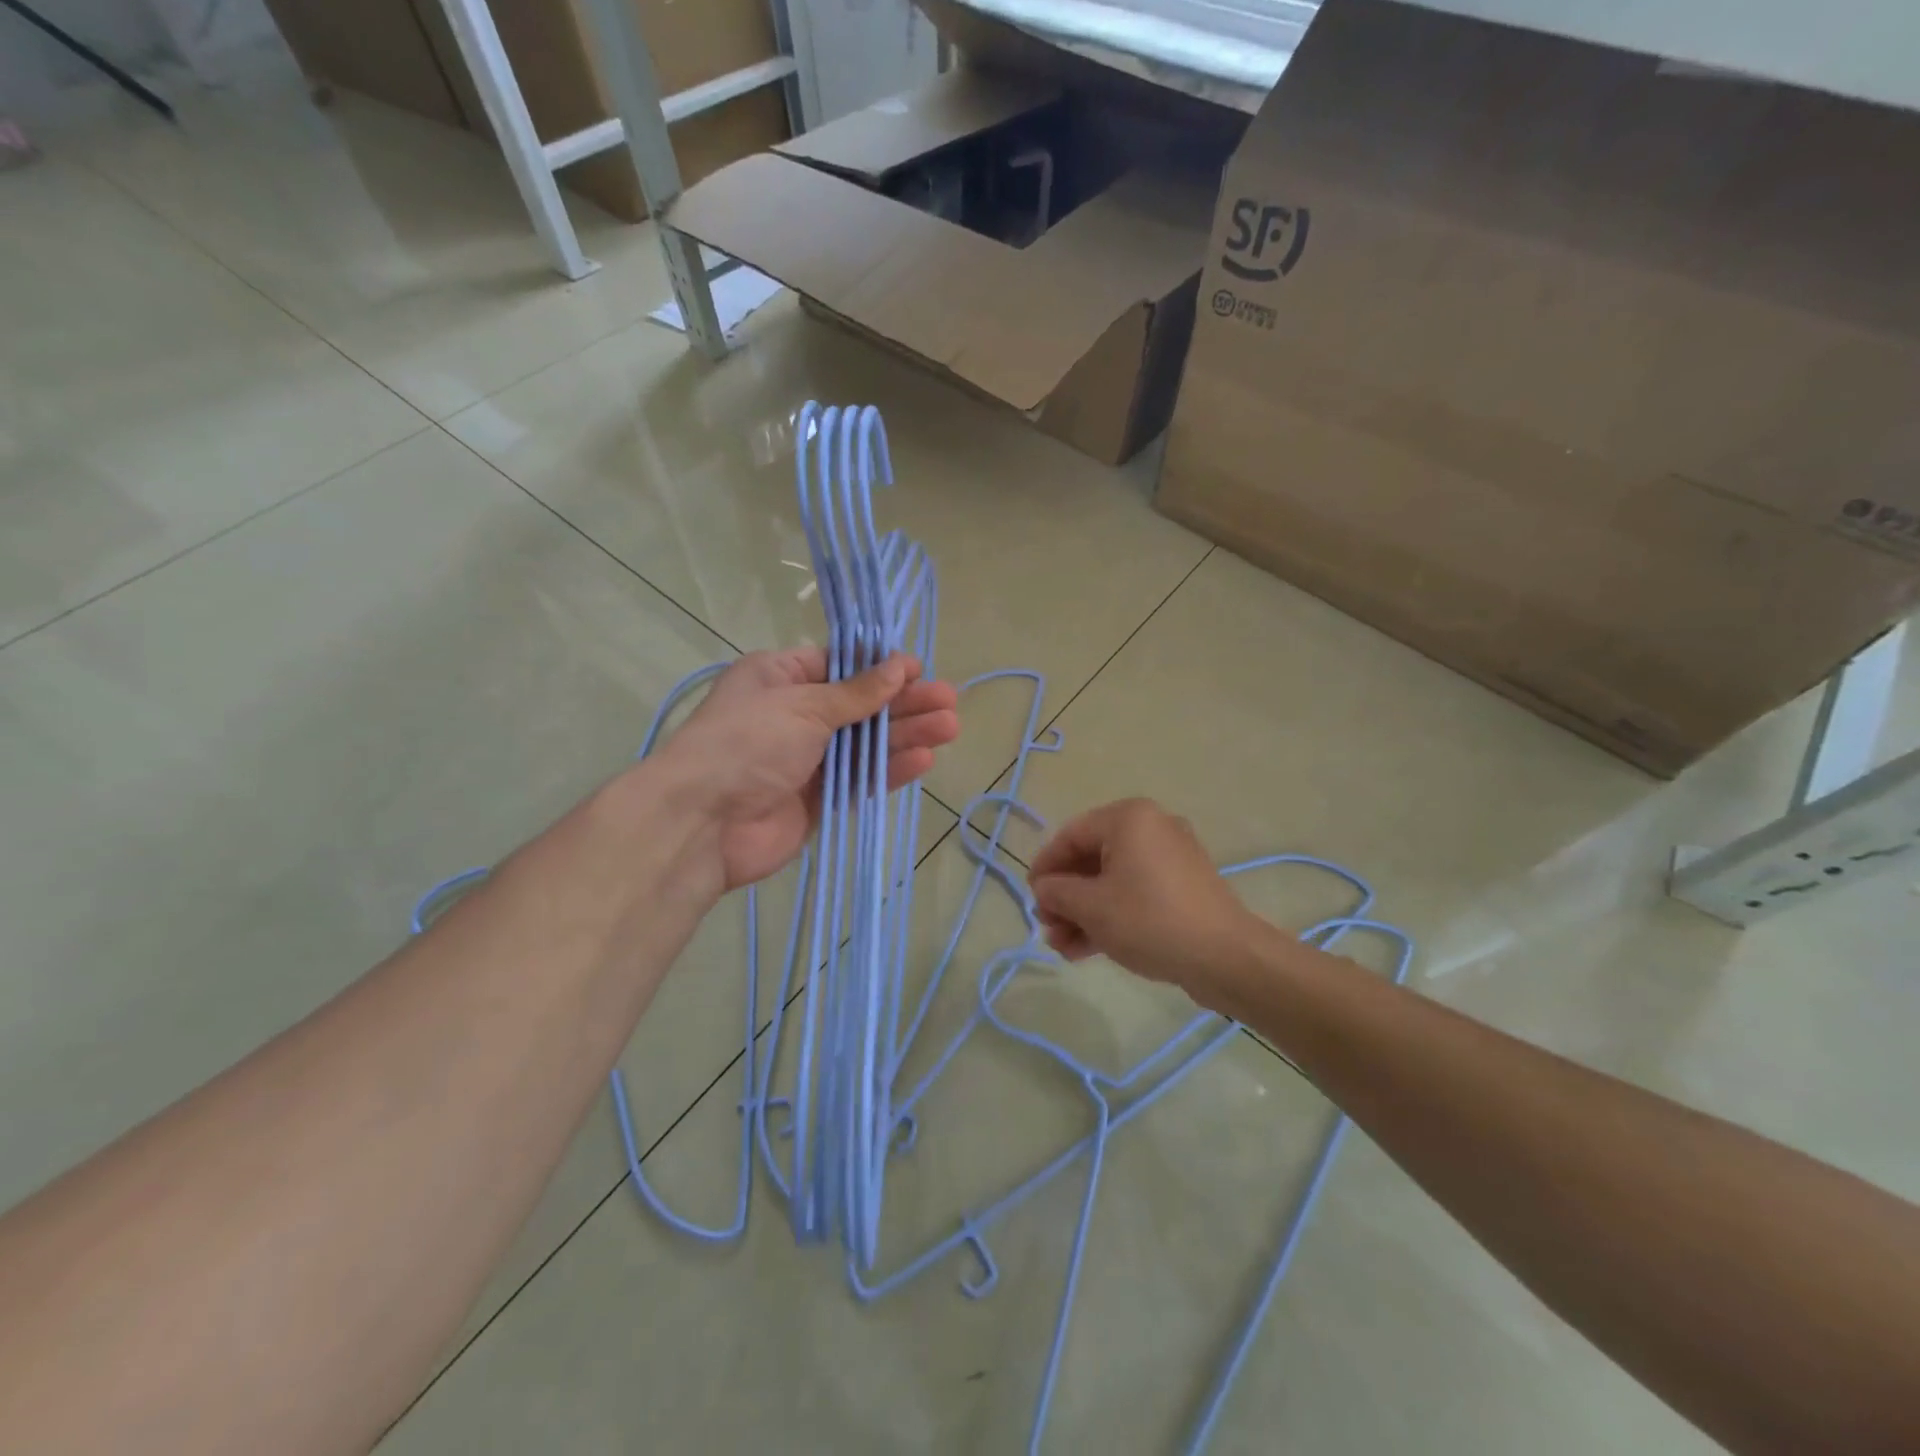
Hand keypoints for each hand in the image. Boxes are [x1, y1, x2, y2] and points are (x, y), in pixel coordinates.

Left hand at [659, 648, 958, 891]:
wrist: (704, 823)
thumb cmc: (748, 742)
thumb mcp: (804, 705)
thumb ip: (857, 692)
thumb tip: (899, 666)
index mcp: (779, 678)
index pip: (838, 665)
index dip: (879, 667)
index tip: (918, 670)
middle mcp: (793, 715)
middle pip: (859, 704)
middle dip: (903, 702)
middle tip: (949, 701)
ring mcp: (806, 760)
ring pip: (865, 743)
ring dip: (905, 735)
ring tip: (950, 727)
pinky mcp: (817, 799)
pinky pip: (859, 779)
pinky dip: (888, 769)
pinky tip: (923, 760)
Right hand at [1028, 799, 1258, 1009]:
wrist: (1224, 958)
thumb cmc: (1149, 920)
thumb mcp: (1091, 907)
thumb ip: (1057, 892)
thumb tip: (1045, 888)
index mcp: (1129, 818)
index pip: (1071, 835)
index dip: (1045, 866)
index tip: (1031, 896)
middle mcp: (1151, 828)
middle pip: (1092, 859)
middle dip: (1065, 897)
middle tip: (1048, 927)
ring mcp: (1171, 858)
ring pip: (1112, 881)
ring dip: (1083, 912)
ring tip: (1063, 947)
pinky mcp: (1183, 887)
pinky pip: (1135, 893)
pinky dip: (1111, 915)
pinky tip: (1087, 949)